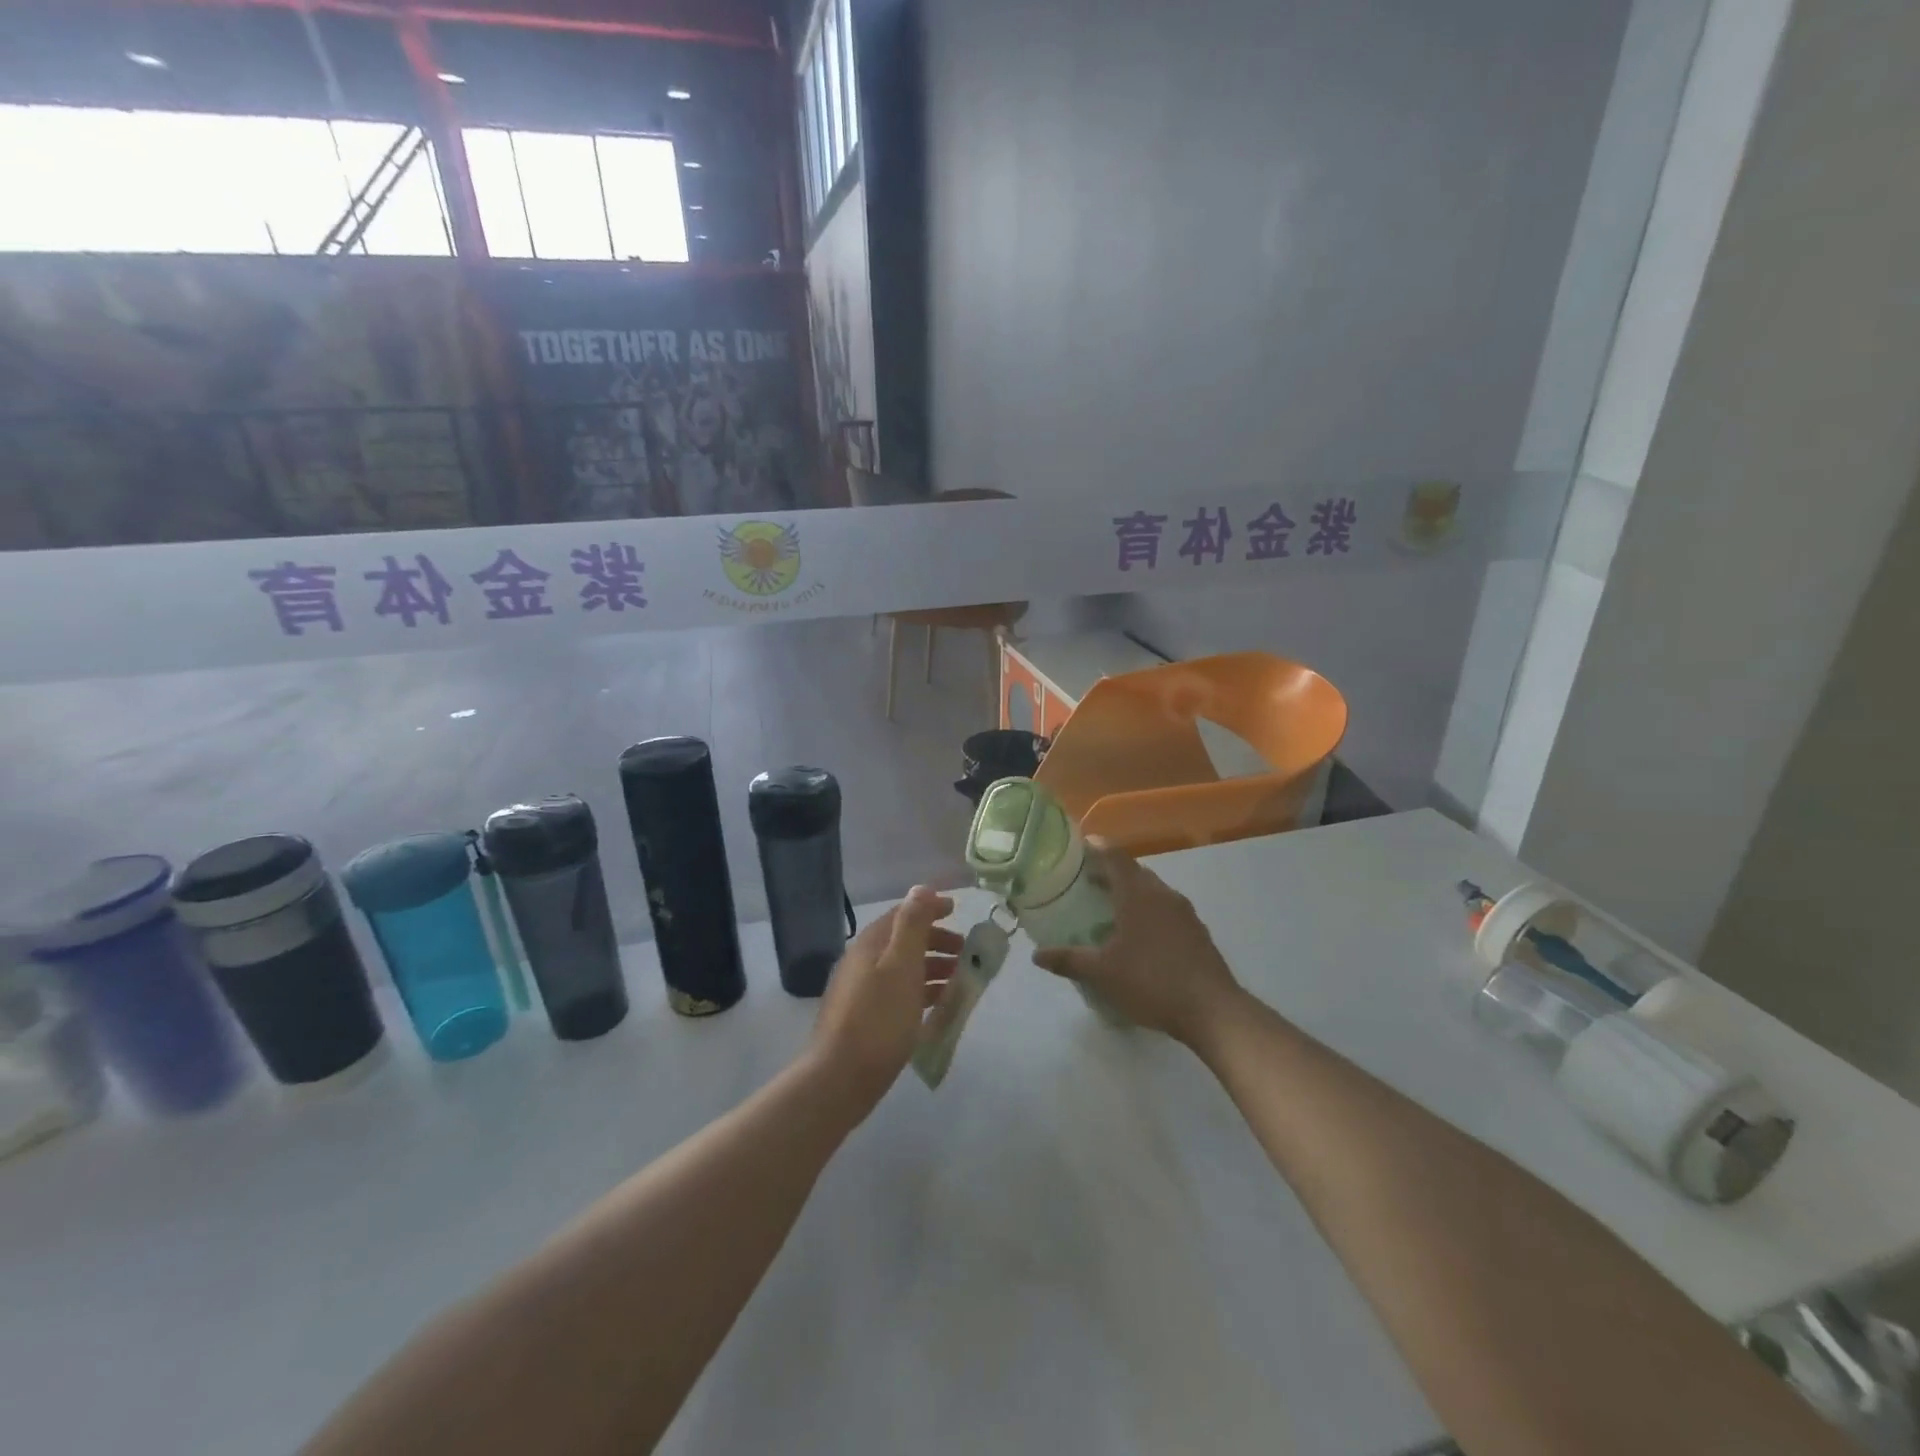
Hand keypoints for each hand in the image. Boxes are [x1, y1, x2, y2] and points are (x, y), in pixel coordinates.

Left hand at [810, 886, 958, 1112]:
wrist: (840, 1078)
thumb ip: (912, 925)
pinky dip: (921, 992)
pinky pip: (899, 994)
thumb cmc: (878, 1018)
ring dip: (932, 968)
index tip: (957, 910)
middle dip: (935, 941)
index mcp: (870, 944)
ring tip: (960, 980)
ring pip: (903, 969)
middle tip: (965, 951)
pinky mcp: (865, 1019)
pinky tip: (937, 1007)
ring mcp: (861, 992)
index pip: (902, 914)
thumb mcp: (902, 965)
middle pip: (903, 941)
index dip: (930, 908)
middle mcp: (862, 962)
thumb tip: (921, 888)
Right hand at [1032, 841, 1242, 1045]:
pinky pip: (1166, 909)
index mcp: (1138, 894)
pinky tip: (1140, 935)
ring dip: (1131, 891)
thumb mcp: (1103, 973)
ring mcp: (1185, 912)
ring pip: (1153, 890)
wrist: (1213, 1010)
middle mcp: (1163, 894)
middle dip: (1111, 872)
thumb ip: (1069, 960)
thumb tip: (1037, 955)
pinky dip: (1148, 910)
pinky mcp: (1197, 931)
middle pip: (1134, 871)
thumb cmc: (1152, 982)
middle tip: (1087, 881)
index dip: (1097, 847)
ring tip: (1110, 908)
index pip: (1115, 857)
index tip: (1080, 845)